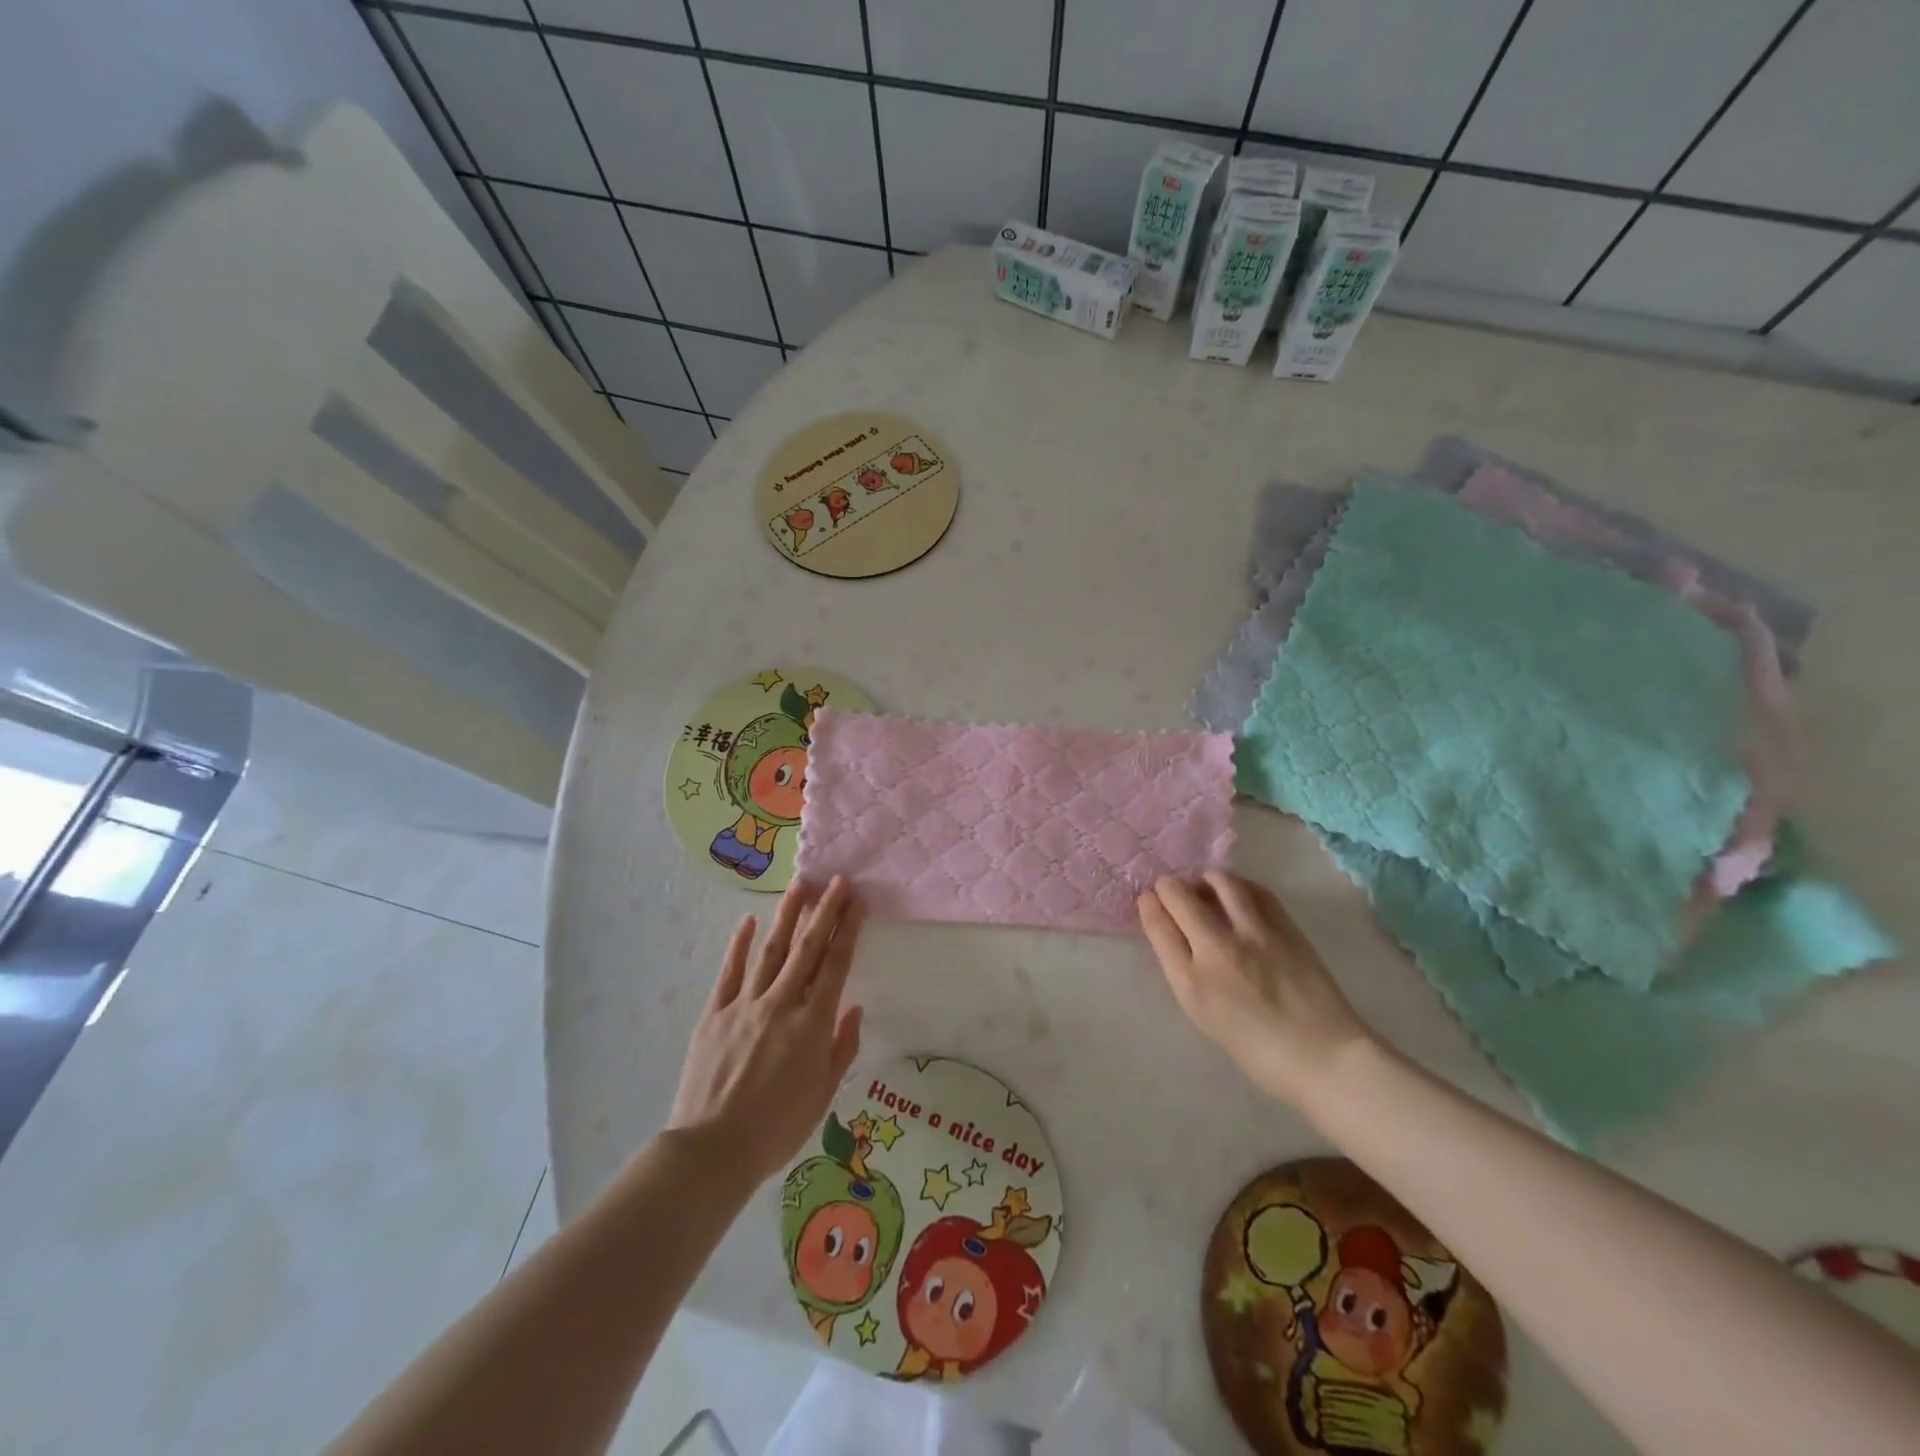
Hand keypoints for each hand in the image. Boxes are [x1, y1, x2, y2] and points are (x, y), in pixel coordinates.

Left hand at [668, 877, 865, 1185]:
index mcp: (812, 1024)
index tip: (858, 902)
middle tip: (836, 880)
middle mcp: (781, 1004)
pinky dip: (740, 945)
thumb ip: (842, 1048)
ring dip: (787, 916)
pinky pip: (730, 972)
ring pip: (771, 951)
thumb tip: (854, 1009)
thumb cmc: (777, 1129)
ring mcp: (745, 1005)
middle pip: (807, 948)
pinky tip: (749, 922)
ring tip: (799, 886)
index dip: (848, 930)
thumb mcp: (823, 1095)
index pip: (836, 965)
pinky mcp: (715, 1014)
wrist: (712, 1151)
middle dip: (825, 910)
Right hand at [1138, 871, 1371, 1112]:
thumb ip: (1183, 969)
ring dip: (1205, 879)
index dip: (1149, 905)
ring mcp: (1255, 934)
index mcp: (1192, 982)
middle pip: (1179, 896)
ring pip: (1219, 882)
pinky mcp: (1286, 927)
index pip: (1157, 924)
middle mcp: (1218, 950)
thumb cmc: (1258, 1048)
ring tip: (1206, 887)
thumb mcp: (1204, 1014)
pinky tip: (1238, 894)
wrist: (1324, 1057)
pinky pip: (1255, 890)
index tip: (1149, 900)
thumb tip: (1171, 929)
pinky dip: (1239, 886)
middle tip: (1172, 890)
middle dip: (1168, 887)